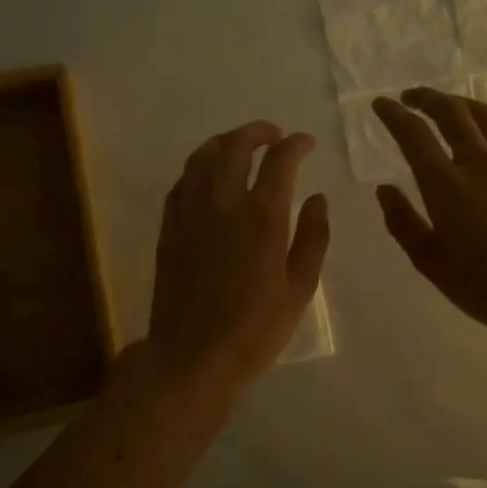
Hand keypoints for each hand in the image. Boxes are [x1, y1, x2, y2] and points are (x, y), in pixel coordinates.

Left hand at [147, 121, 330, 403]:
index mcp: (262, 217)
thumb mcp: (300, 288)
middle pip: (235, 146)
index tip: (305, 142)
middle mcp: (223, 203)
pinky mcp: (169, 226)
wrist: (192, 355)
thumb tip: (317, 198)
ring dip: (225, 142)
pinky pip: (183, 181)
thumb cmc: (255, 328)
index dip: (295, 144)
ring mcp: (190, 212)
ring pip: (203, 157)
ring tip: (240, 145)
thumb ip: (313, 237)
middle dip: (257, 132)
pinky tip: (208, 174)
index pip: (279, 161)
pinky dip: (200, 166)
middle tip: (274, 135)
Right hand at [373, 88, 486, 338]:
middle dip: (426, 97)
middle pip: (450, 111)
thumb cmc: (485, 285)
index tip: (381, 105)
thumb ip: (403, 222)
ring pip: (483, 115)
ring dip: (458, 103)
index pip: (414, 134)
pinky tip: (485, 133)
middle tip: (411, 97)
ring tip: (446, 106)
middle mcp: (478, 162)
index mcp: (445, 184)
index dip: (394, 114)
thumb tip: (385, 190)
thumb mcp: (430, 262)